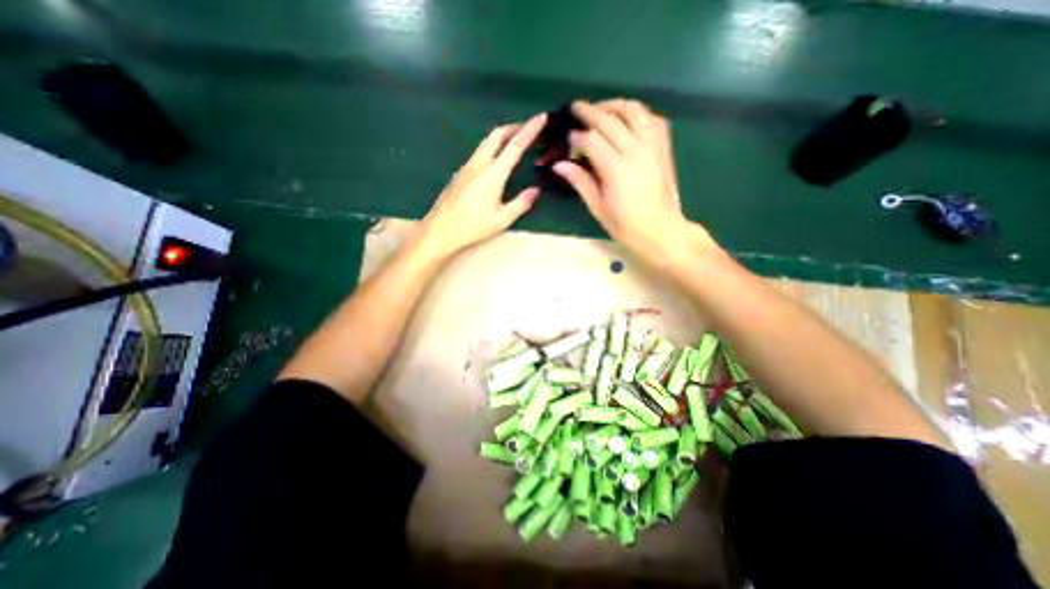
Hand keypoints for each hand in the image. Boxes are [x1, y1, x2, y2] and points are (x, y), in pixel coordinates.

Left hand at [421, 113, 550, 254]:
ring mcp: (467, 166)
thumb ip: (521, 203)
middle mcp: (479, 163)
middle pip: (497, 135)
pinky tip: (496, 159)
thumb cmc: (473, 226)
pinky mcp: (461, 173)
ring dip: (502, 136)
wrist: (441, 229)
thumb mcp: (502, 219)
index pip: (515, 145)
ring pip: (487, 142)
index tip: (541, 117)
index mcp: (493, 173)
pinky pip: (480, 151)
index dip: (530, 129)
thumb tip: (535, 191)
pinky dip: (492, 147)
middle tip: (528, 129)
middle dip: (514, 127)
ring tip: (515, 141)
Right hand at [552, 100, 707, 263]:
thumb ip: (580, 182)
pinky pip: (652, 119)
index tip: (568, 140)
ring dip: (615, 106)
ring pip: (634, 111)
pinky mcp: (664, 148)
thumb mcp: (598, 207)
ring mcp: (653, 147)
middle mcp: (635, 151)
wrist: (660, 230)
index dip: (577, 137)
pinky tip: (628, 119)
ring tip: (601, 109)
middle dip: (590, 111)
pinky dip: (638, 113)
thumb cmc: (625, 225)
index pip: (591, 140)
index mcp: (616, 170)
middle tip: (576, 107)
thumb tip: (559, 165)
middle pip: (610, 120)